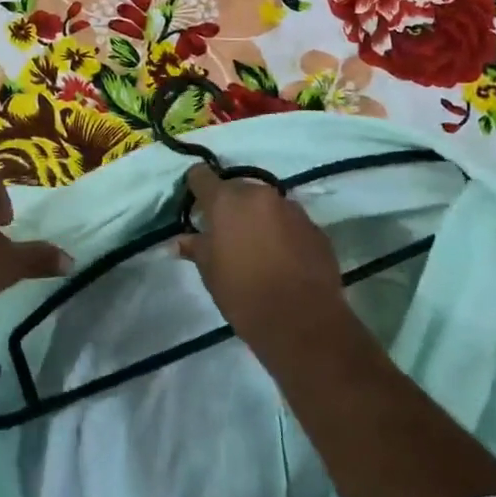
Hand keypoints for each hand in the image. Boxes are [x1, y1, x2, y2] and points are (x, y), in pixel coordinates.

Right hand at [178, 165, 348, 346]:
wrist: (301, 321)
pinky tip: (281, 259)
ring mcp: (292, 209)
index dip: (196, 186)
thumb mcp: (210, 272)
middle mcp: (260, 195)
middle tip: (226, 234)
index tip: (195, 204)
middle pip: (238, 189)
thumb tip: (180, 241)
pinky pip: (290, 222)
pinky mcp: (315, 228)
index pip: (202, 176)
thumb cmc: (243, 293)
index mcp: (227, 201)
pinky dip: (282, 233)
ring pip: (266, 205)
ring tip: (256, 248)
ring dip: (258, 218)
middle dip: (230, 206)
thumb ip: (196, 248)